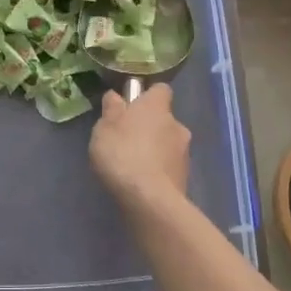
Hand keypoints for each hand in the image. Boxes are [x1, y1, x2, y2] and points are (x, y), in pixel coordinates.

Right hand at [90, 84, 190, 214]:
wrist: (149, 200)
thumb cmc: (122, 154)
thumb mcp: (104, 127)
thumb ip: (112, 109)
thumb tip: (116, 96)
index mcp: (157, 107)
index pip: (160, 90)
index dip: (147, 96)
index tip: (132, 106)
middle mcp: (177, 125)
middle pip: (164, 119)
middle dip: (150, 127)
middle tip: (127, 140)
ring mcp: (184, 153)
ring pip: (168, 144)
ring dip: (155, 150)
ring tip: (133, 165)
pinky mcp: (185, 178)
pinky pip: (169, 167)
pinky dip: (158, 171)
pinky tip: (142, 182)